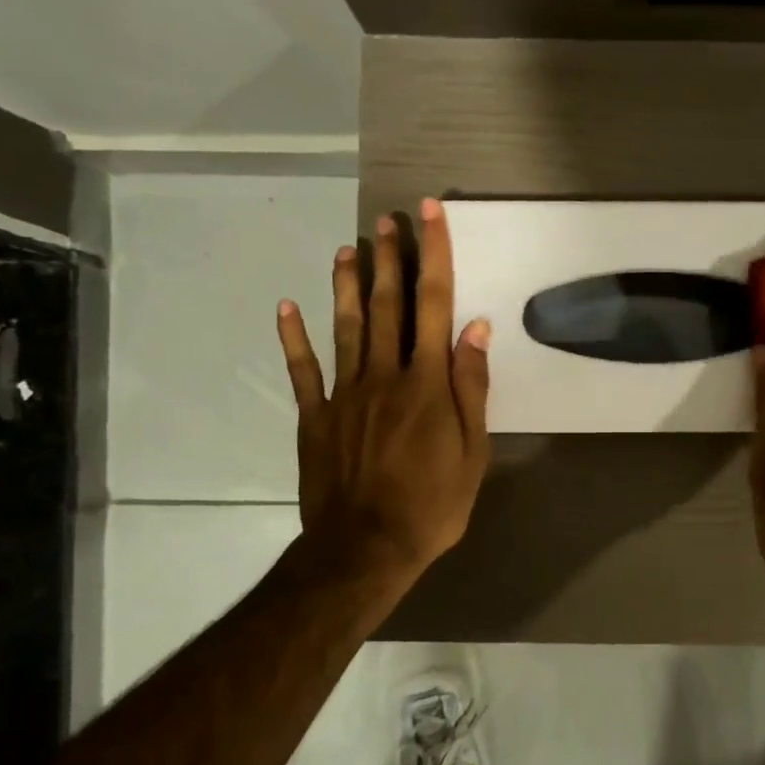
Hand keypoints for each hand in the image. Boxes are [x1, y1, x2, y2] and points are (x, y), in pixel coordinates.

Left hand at [277, 197, 491, 582]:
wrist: (365, 549)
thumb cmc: (432, 505)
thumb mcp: (473, 452)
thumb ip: (472, 387)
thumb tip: (476, 328)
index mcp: (427, 383)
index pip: (435, 305)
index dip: (435, 256)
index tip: (431, 215)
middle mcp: (384, 375)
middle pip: (386, 305)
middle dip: (389, 259)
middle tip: (386, 220)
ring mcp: (344, 394)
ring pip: (345, 327)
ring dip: (345, 284)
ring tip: (347, 248)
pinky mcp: (315, 417)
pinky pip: (303, 370)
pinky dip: (294, 337)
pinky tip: (287, 307)